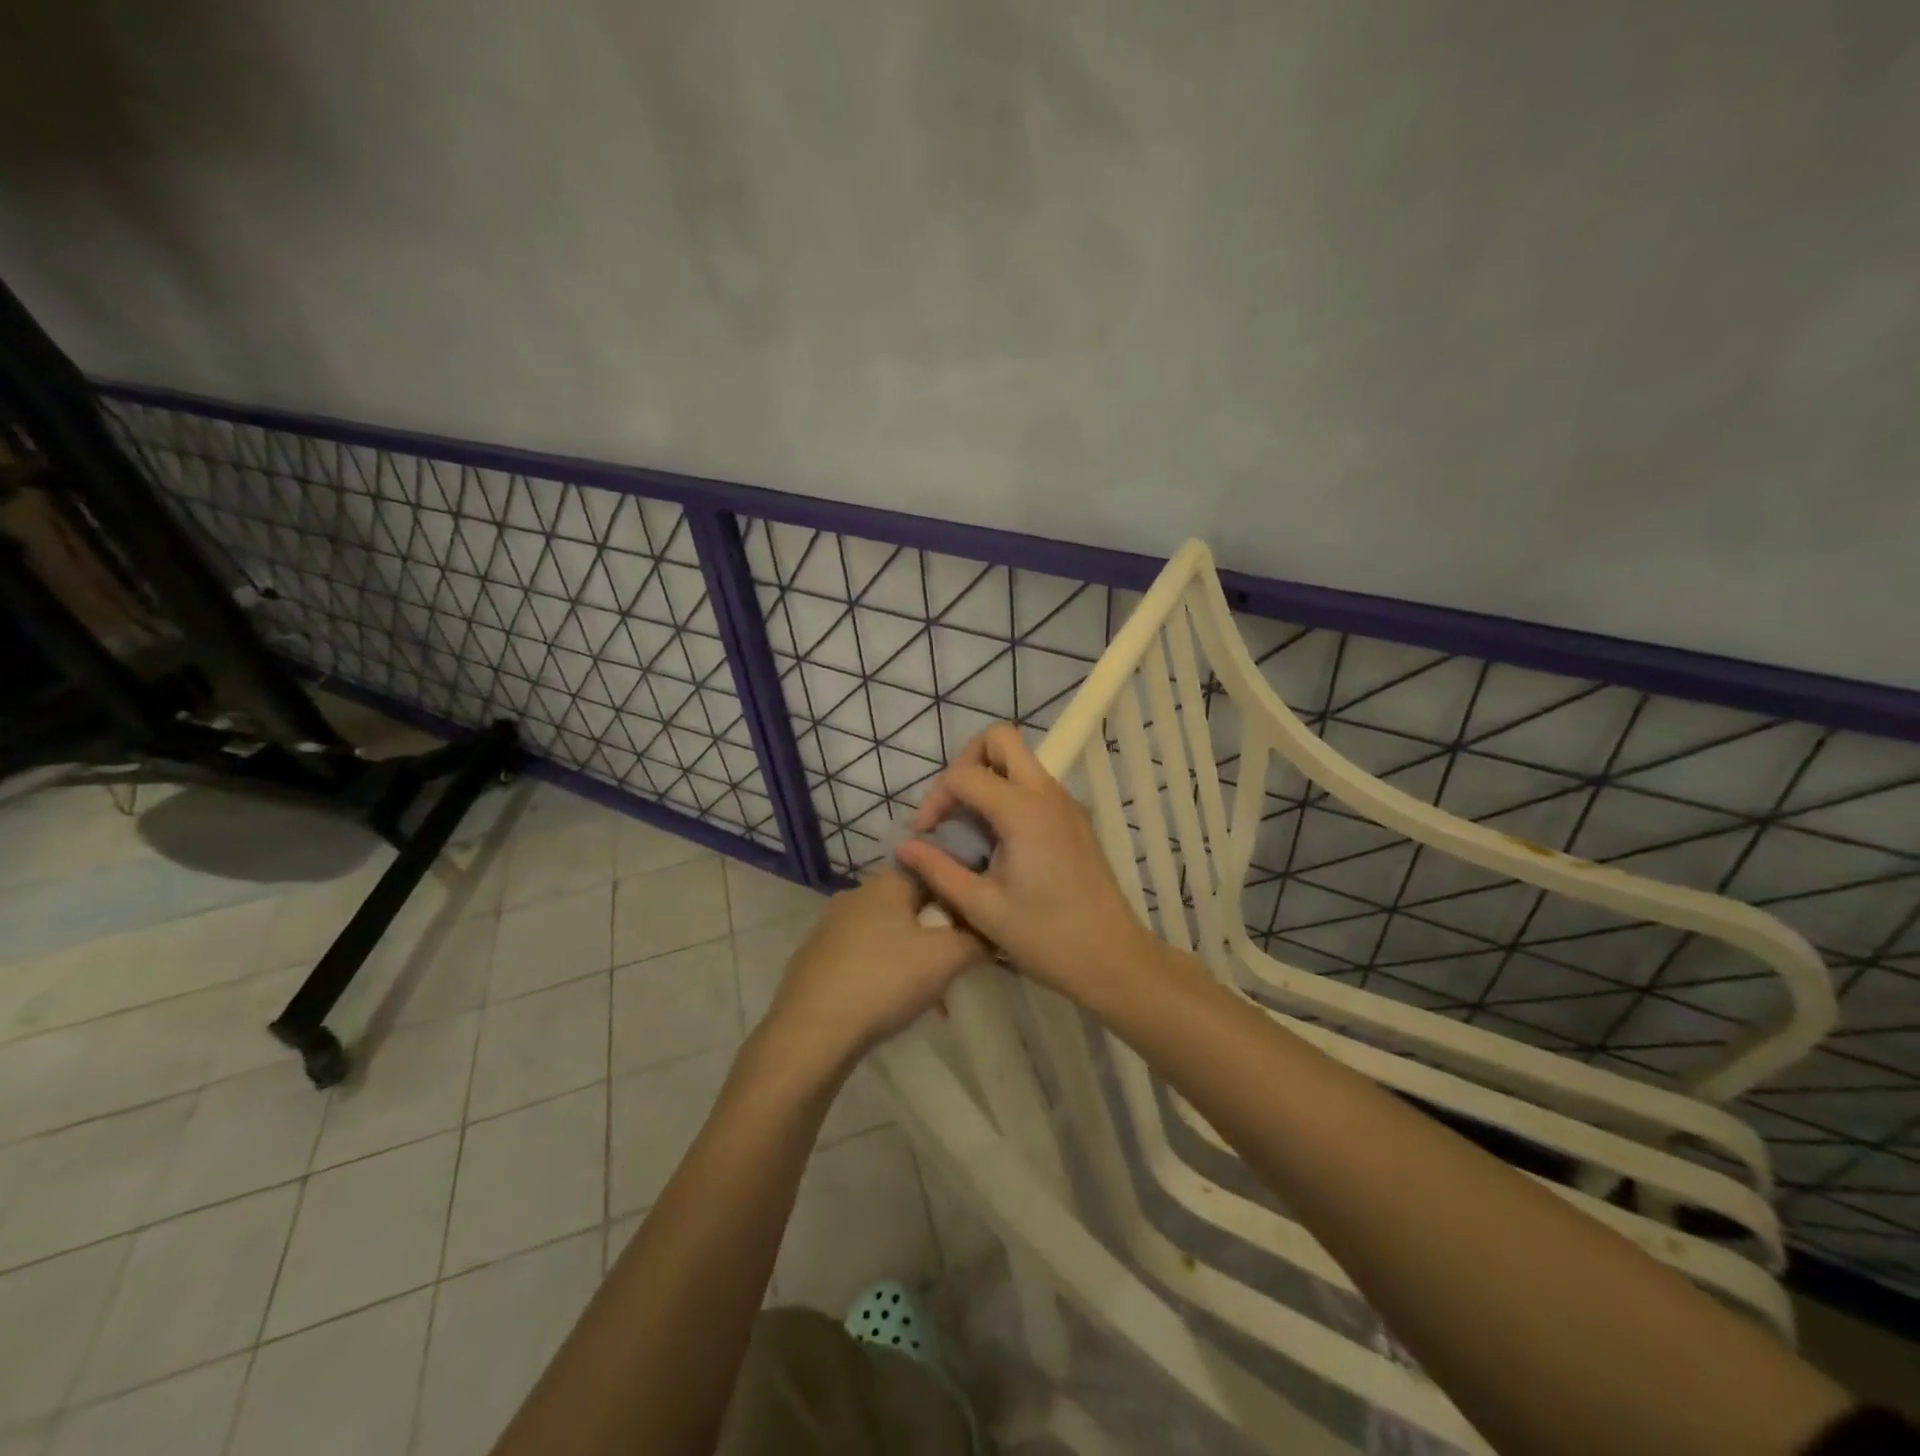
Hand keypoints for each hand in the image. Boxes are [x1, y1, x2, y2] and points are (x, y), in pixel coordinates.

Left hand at [759, 870, 984, 1077]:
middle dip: (936, 932)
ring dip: (911, 958)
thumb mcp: (948, 956)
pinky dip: (883, 975)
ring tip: (930, 996)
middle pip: (910, 905)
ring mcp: (829, 927)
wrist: (811, 1032)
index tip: (975, 924)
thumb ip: (977, 937)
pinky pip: (862, 959)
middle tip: (955, 965)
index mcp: (886, 882)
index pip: (933, 871)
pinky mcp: (815, 959)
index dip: (958, 896)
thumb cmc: (885, 980)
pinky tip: (891, 1007)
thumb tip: (992, 929)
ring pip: (886, 935)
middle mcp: (855, 895)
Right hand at [895, 724, 1158, 1006]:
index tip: (925, 834)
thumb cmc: (1045, 936)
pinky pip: (1034, 784)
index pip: (965, 774)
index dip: (935, 797)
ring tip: (968, 825)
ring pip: (1020, 759)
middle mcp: (1047, 793)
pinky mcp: (1074, 818)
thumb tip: (904, 846)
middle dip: (966, 760)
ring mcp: (1066, 803)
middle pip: (1001, 739)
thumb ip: (938, 870)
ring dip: (988, 776)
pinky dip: (1008, 793)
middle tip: (951, 805)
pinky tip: (997, 839)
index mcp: (1023, 811)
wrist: (1112, 958)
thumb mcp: (982, 907)